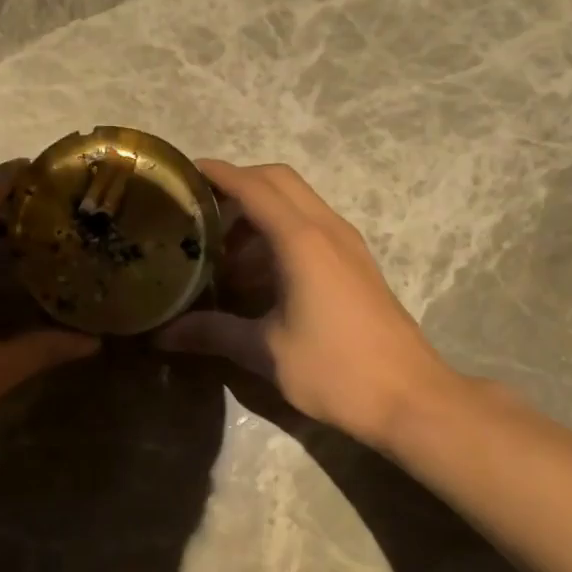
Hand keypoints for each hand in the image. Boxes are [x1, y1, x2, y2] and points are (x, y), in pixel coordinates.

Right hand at [156, 160, 452, 447]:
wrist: (410, 397)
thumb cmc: (334, 369)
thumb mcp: (265, 352)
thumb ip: (213, 333)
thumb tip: (161, 335)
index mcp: (301, 241)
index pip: (253, 187)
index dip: (219, 174)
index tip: (185, 174)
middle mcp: (327, 229)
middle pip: (279, 181)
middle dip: (239, 185)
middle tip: (201, 212)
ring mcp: (347, 245)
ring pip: (298, 202)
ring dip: (260, 211)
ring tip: (223, 250)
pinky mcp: (356, 264)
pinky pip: (312, 226)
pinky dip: (280, 232)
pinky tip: (260, 274)